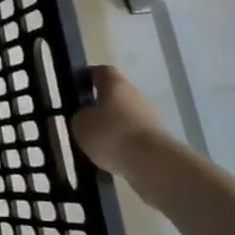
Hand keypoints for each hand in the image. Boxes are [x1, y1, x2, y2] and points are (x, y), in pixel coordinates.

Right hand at [71, 65, 168, 179]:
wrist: (152, 162)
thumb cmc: (111, 133)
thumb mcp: (80, 124)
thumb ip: (80, 116)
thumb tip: (86, 117)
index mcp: (115, 83)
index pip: (100, 71)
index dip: (88, 77)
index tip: (76, 88)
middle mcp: (135, 94)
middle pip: (115, 95)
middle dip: (101, 106)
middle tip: (84, 120)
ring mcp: (150, 117)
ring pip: (125, 117)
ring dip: (113, 127)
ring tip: (97, 145)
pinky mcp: (158, 139)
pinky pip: (134, 137)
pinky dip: (124, 145)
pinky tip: (113, 158)